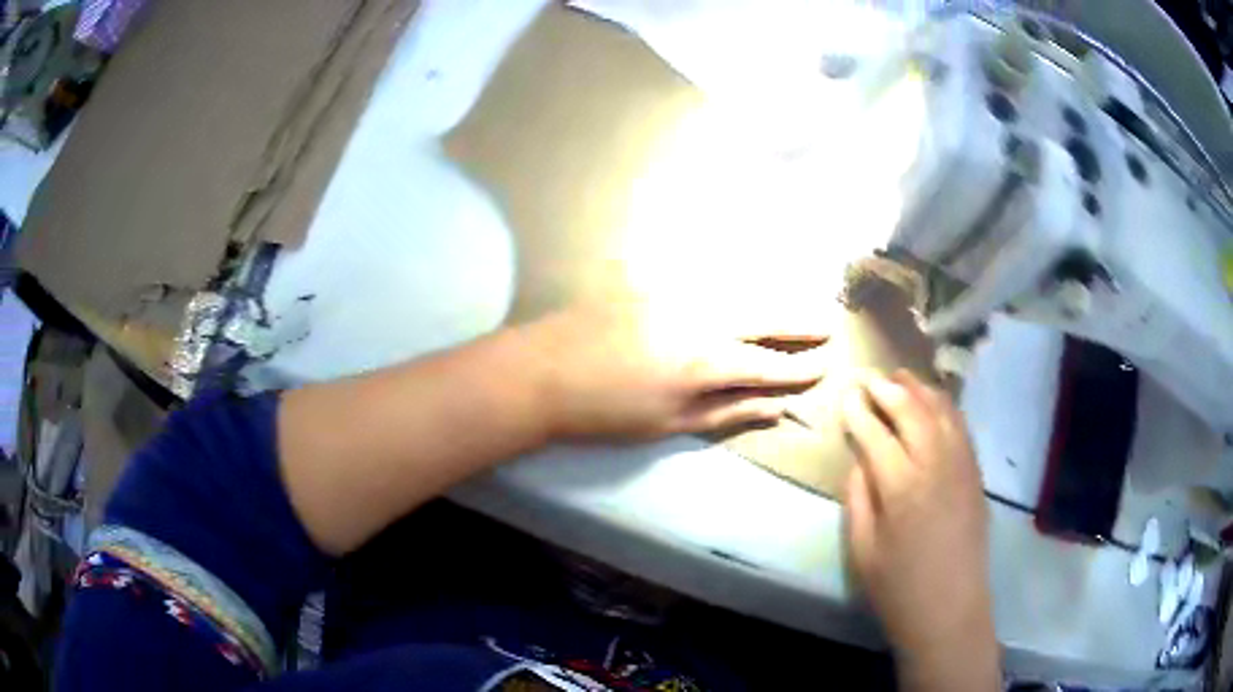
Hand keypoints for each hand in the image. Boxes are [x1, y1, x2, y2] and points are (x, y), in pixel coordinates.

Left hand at [514, 299, 829, 440]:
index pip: (769, 363)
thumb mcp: (667, 424)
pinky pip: (701, 269)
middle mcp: (699, 315)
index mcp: (704, 361)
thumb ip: (726, 412)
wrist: (540, 372)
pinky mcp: (649, 274)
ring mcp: (673, 289)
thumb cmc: (603, 412)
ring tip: (793, 302)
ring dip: (770, 294)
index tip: (825, 365)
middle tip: (827, 323)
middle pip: (763, 314)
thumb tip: (775, 408)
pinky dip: (729, 276)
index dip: (800, 367)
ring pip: (737, 285)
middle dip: (800, 320)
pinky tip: (740, 279)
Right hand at [840, 371, 998, 690]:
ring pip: (941, 411)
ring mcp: (961, 465)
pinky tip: (934, 402)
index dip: (859, 411)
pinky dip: (945, 406)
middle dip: (888, 389)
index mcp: (901, 487)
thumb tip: (859, 460)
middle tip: (871, 377)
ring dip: (920, 389)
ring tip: (901, 378)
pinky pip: (961, 426)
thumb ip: (858, 498)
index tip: (846, 394)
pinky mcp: (975, 473)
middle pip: (912, 410)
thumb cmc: (898, 587)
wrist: (950, 608)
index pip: (876, 433)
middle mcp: (935, 464)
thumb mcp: (862, 550)